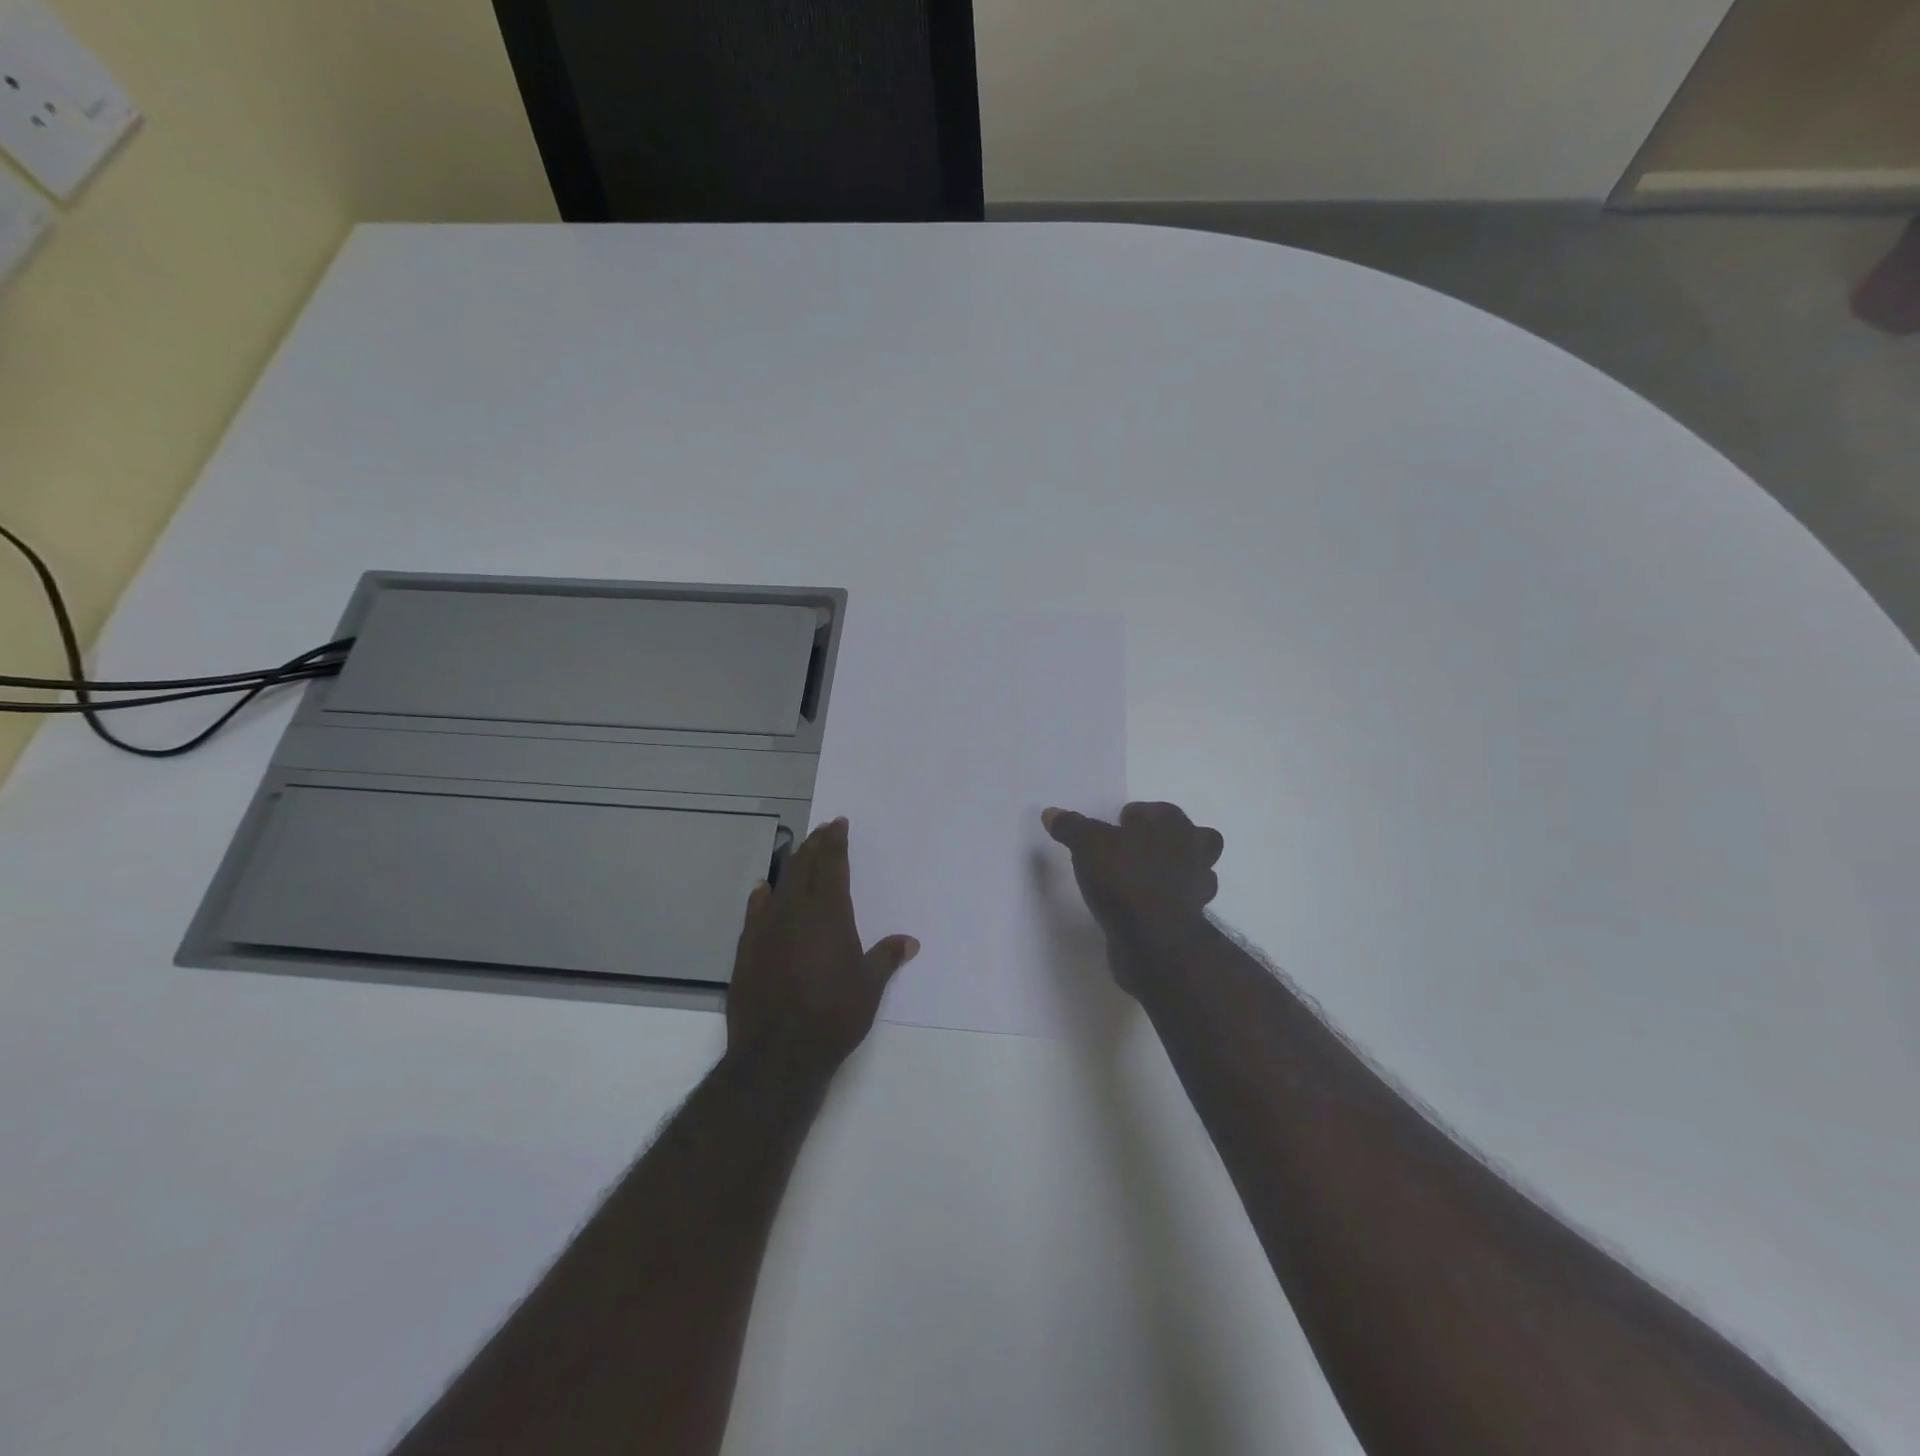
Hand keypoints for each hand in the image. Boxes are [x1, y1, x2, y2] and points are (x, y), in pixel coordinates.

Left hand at [725, 817, 918, 1081]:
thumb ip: (886, 957)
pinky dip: (762, 895)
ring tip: (800, 852)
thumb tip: (910, 942)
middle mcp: (796, 910)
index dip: (836, 842)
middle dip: (815, 845)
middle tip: (823, 830)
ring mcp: (767, 927)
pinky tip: (764, 889)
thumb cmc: (834, 1015)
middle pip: (805, 866)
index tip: (838, 824)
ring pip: (781, 883)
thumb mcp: (869, 986)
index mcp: (830, 912)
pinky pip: (755, 911)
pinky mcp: (746, 948)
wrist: (778, 1051)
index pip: (833, 865)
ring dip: (792, 865)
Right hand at [1042, 802, 1222, 987]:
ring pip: (1196, 870)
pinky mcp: (1192, 919)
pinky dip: (1169, 901)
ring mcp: (1198, 887)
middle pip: (1194, 837)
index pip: (1160, 811)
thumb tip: (1051, 813)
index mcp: (1173, 826)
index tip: (1118, 826)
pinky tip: (1144, 906)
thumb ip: (1071, 827)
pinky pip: (1183, 902)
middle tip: (1139, 849)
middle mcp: (1193, 852)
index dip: (1138, 816)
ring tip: (1143, 878)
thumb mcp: (1087, 845)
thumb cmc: (1125, 878)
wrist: (1154, 939)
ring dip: (1177, 871)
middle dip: (1172, 841)